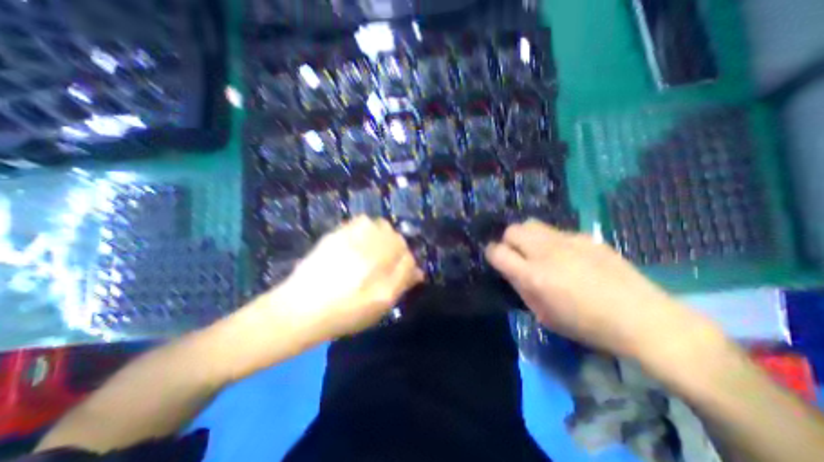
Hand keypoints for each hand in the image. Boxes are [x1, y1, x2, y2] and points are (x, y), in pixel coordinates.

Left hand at [275, 215, 424, 339]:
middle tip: (389, 257)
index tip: (405, 268)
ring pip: (382, 227)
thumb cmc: (343, 314)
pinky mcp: (337, 236)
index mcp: (382, 284)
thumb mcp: (377, 309)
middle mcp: (370, 261)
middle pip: (398, 240)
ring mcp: (353, 244)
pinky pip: (361, 222)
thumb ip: (400, 286)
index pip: (409, 261)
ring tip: (376, 245)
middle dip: (399, 247)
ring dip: (384, 234)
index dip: (409, 263)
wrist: (301, 308)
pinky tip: (360, 239)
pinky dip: (367, 227)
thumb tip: (418, 271)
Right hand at [484, 219, 718, 360]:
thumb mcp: (544, 315)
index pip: (497, 251)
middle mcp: (545, 252)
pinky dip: (552, 241)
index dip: (491, 253)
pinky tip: (567, 257)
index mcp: (532, 275)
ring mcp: (567, 241)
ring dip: (527, 237)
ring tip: (538, 252)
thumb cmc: (587, 325)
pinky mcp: (585, 237)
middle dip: (508, 240)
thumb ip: (522, 288)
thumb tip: (511, 271)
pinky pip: (557, 232)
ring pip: (532, 224)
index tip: (495, 258)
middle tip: (517, 254)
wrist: (642, 318)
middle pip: (512, 230)